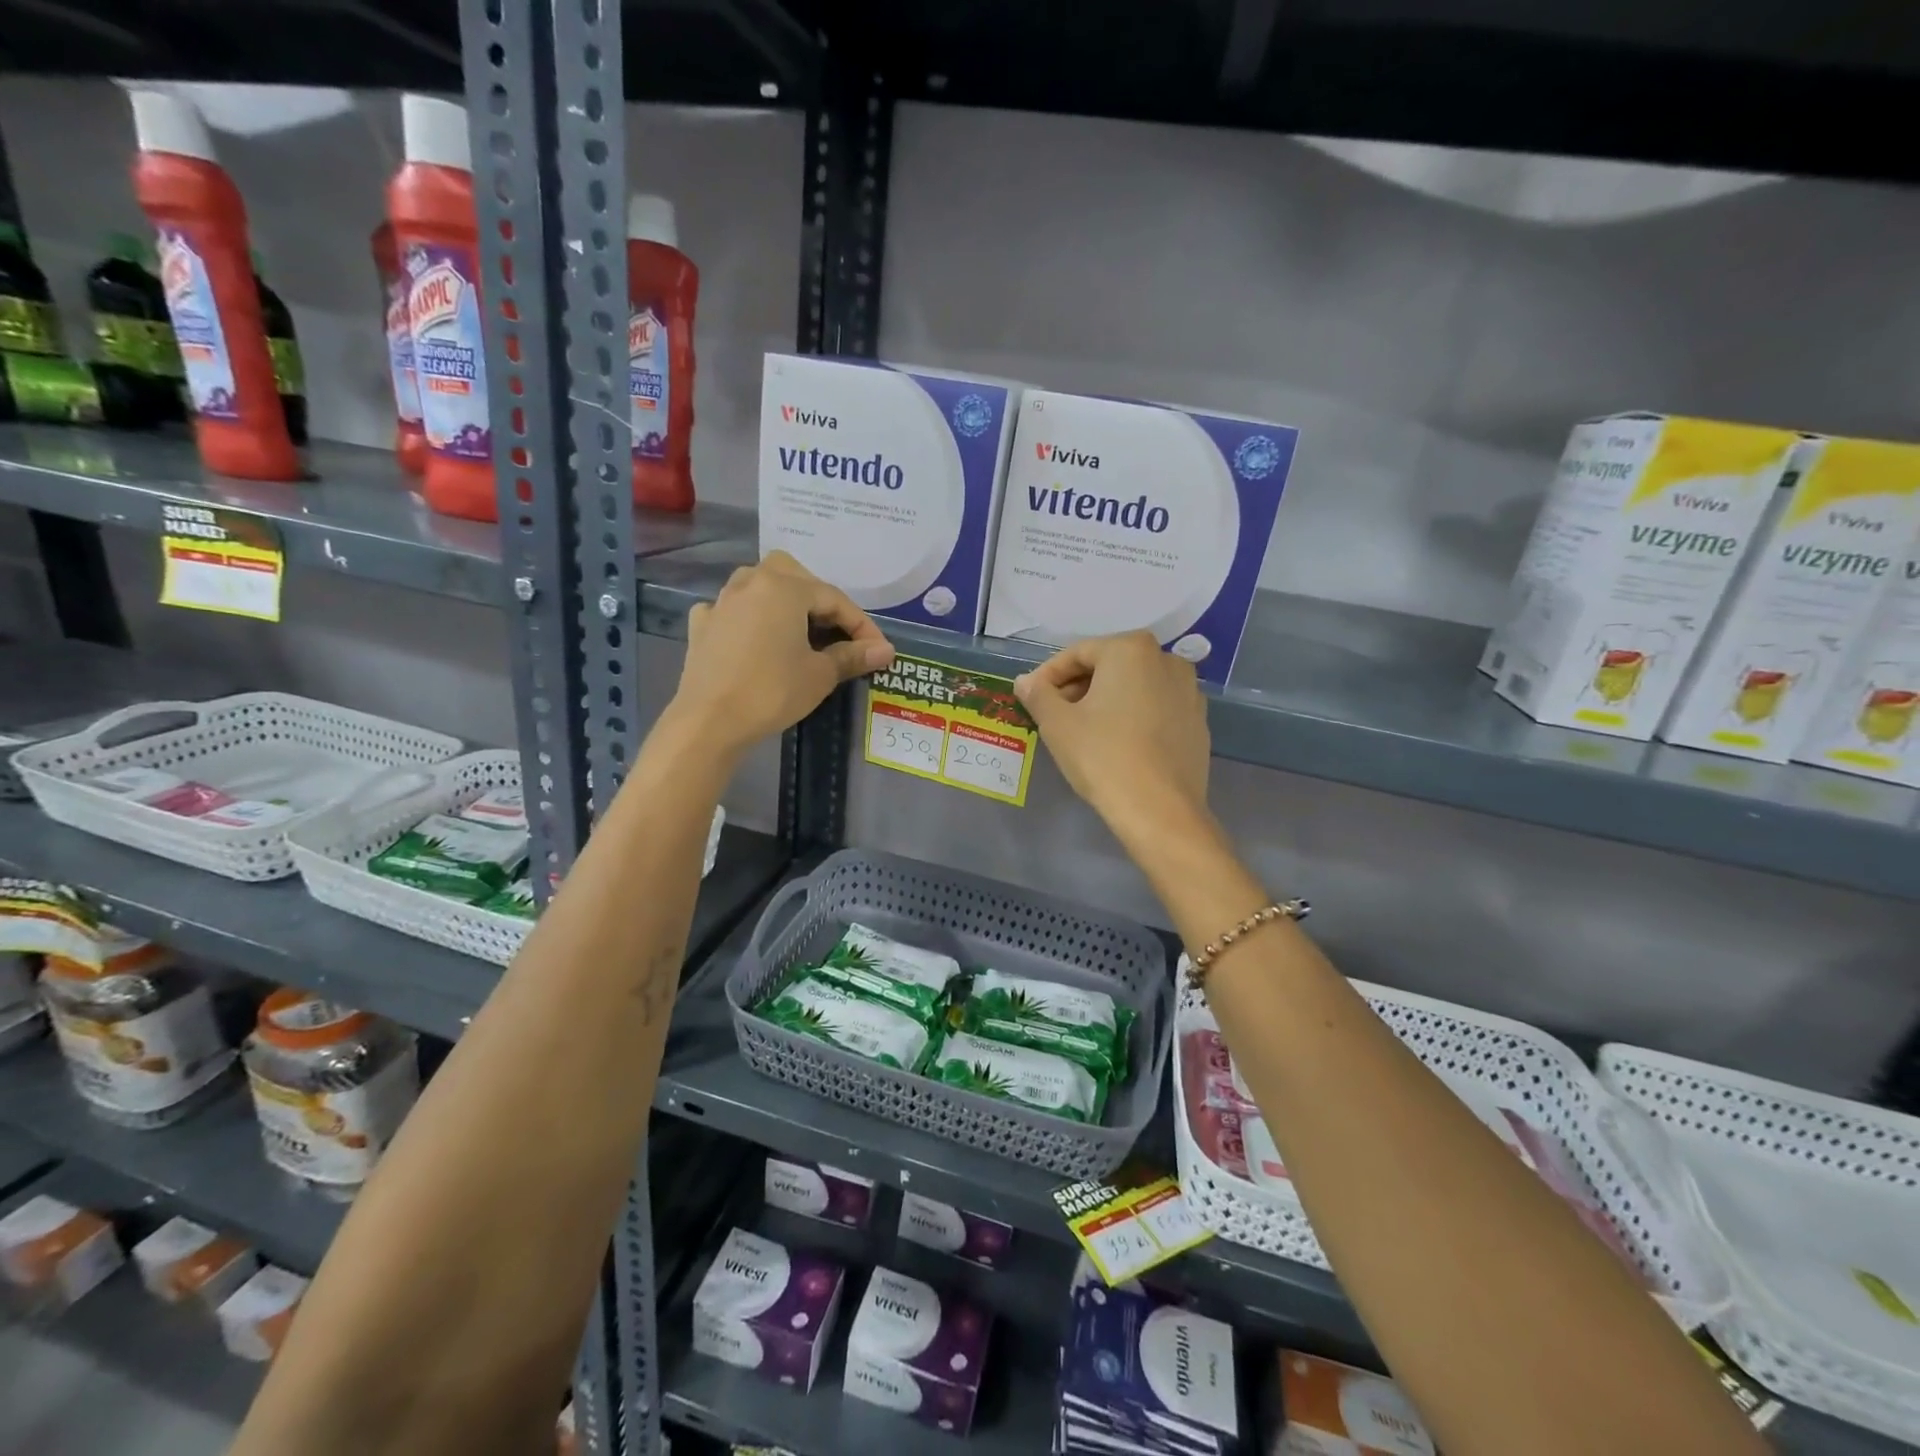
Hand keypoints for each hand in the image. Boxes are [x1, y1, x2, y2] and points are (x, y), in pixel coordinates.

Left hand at [670, 552, 893, 760]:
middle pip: (794, 575)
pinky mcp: (702, 625)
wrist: (709, 721)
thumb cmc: (772, 692)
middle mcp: (751, 583)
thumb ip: (853, 656)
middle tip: (836, 631)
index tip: (878, 649)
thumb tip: (886, 650)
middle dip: (819, 598)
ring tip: (798, 629)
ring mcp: (722, 602)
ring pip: (759, 584)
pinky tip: (753, 636)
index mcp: (784, 588)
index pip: (834, 599)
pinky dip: (747, 617)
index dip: (861, 625)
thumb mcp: (820, 675)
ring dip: (783, 600)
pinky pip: (732, 609)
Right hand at [1014, 631, 1210, 841]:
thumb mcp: (1057, 724)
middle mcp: (1166, 659)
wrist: (1160, 810)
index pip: (1077, 654)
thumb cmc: (1103, 757)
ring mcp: (1189, 691)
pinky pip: (1156, 708)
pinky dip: (1133, 716)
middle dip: (1078, 686)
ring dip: (1106, 700)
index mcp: (1131, 649)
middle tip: (1054, 715)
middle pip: (1109, 666)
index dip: (1048, 675)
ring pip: (1135, 686)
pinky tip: (1118, 744)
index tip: (1032, 698)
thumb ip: (1038, 694)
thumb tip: (1026, 681)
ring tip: (1084, 730)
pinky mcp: (1199, 721)